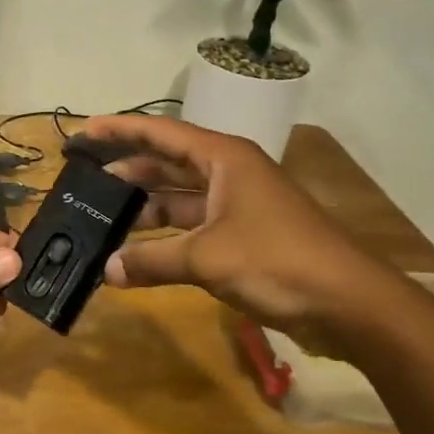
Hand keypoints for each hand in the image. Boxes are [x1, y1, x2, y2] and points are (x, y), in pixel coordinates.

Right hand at [79, 115, 386, 327]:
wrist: (349, 303)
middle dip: (129, 171)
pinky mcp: (244, 238)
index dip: (121, 130)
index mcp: (224, 159)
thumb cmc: (277, 260)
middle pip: (168, 164)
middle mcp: (230, 174)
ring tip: (103, 219)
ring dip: (145, 209)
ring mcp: (238, 207)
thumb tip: (108, 270)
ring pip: (180, 199)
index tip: (85, 131)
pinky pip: (193, 229)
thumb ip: (152, 260)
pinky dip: (165, 240)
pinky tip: (138, 255)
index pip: (161, 133)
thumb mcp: (206, 258)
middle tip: (86, 181)